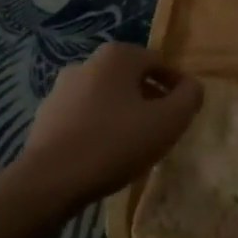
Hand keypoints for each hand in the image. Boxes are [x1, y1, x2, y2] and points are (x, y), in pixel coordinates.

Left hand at [14, 43, 202, 207]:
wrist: (49, 182)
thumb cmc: (114, 143)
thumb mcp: (168, 122)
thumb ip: (189, 98)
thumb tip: (192, 87)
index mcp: (118, 56)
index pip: (160, 63)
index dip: (177, 86)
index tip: (185, 112)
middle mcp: (88, 63)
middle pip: (131, 78)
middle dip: (150, 99)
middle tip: (162, 128)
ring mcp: (62, 89)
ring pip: (106, 97)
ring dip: (123, 113)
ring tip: (134, 144)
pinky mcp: (45, 117)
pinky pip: (84, 116)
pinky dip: (98, 127)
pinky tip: (104, 154)